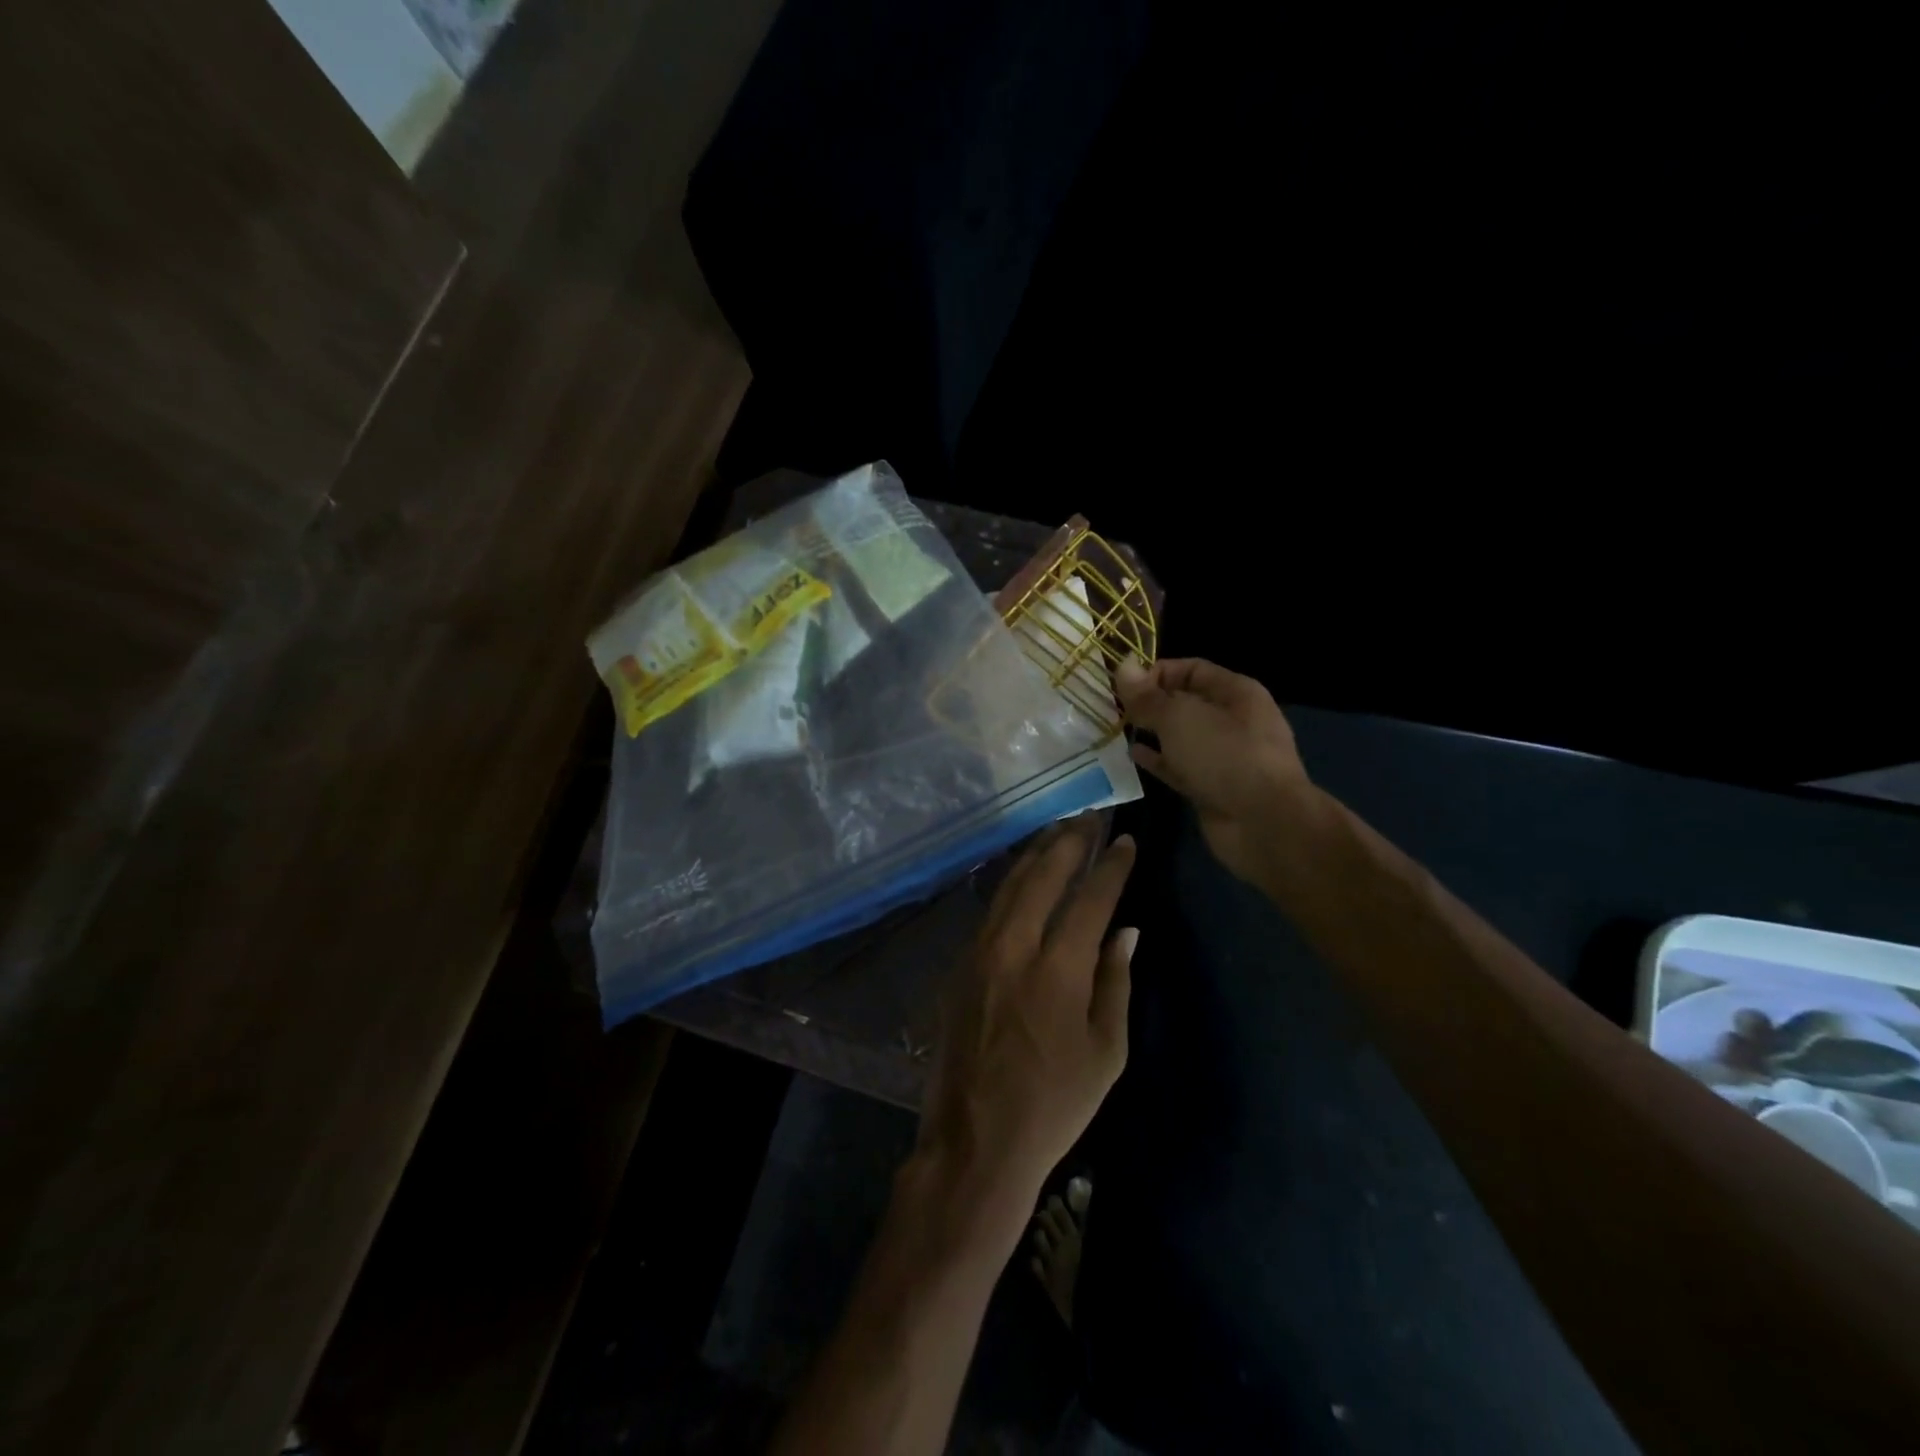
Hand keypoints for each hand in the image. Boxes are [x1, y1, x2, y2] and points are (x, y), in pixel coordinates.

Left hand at [915, 820, 1136, 1240]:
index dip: (1111, 866)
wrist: (975, 1141)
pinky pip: (990, 910)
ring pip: (1009, 886)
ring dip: (1036, 854)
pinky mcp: (959, 965)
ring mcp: (979, 953)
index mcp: (1056, 971)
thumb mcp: (1106, 1053)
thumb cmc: (1053, 1106)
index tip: (1126, 840)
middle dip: (1069, 840)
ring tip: (1059, 831)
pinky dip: (1012, 883)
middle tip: (1090, 816)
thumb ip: (1116, 983)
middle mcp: (1013, 948)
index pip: (1090, 899)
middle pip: (1043, 876)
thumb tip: (1125, 932)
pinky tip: (1024, 876)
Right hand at [1115, 657, 1309, 883]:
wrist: (1263, 824)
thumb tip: (1122, 666)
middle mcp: (1233, 720)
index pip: (1192, 669)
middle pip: (1185, 703)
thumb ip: (1148, 696)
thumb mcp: (1180, 718)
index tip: (1122, 685)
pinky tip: (1131, 756)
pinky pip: (1179, 766)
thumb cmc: (1225, 756)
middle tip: (1112, 708)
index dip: (1156, 672)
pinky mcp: (1211, 786)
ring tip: (1115, 730)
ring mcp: (1223, 756)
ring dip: (1151, 733)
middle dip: (1150, 703)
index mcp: (1236, 693)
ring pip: (1180, 736)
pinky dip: (1157, 760)